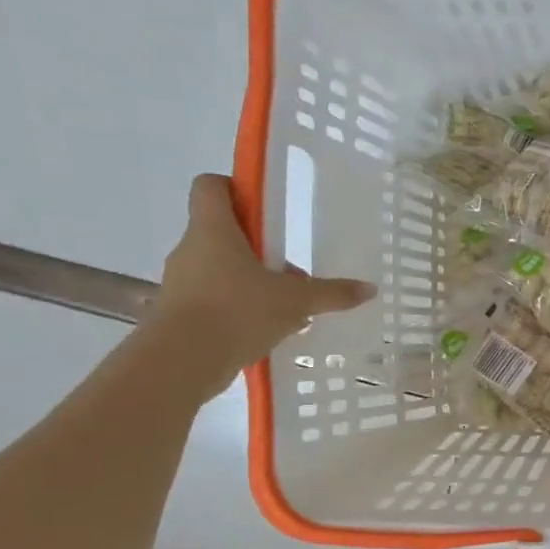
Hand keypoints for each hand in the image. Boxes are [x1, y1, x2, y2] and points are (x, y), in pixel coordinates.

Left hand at [148, 174, 374, 397]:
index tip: (266, 209)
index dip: (236, 188)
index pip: (211, 186)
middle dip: (260, 247)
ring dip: (253, 280)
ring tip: (287, 305)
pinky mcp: (181, 312)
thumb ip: (332, 293)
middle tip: (292, 268)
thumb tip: (369, 289)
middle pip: (224, 232)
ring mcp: (183, 282)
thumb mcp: (295, 301)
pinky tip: (269, 328)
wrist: (180, 362)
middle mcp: (192, 249)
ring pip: (222, 268)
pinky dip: (241, 307)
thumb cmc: (236, 312)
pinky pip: (216, 298)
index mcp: (213, 230)